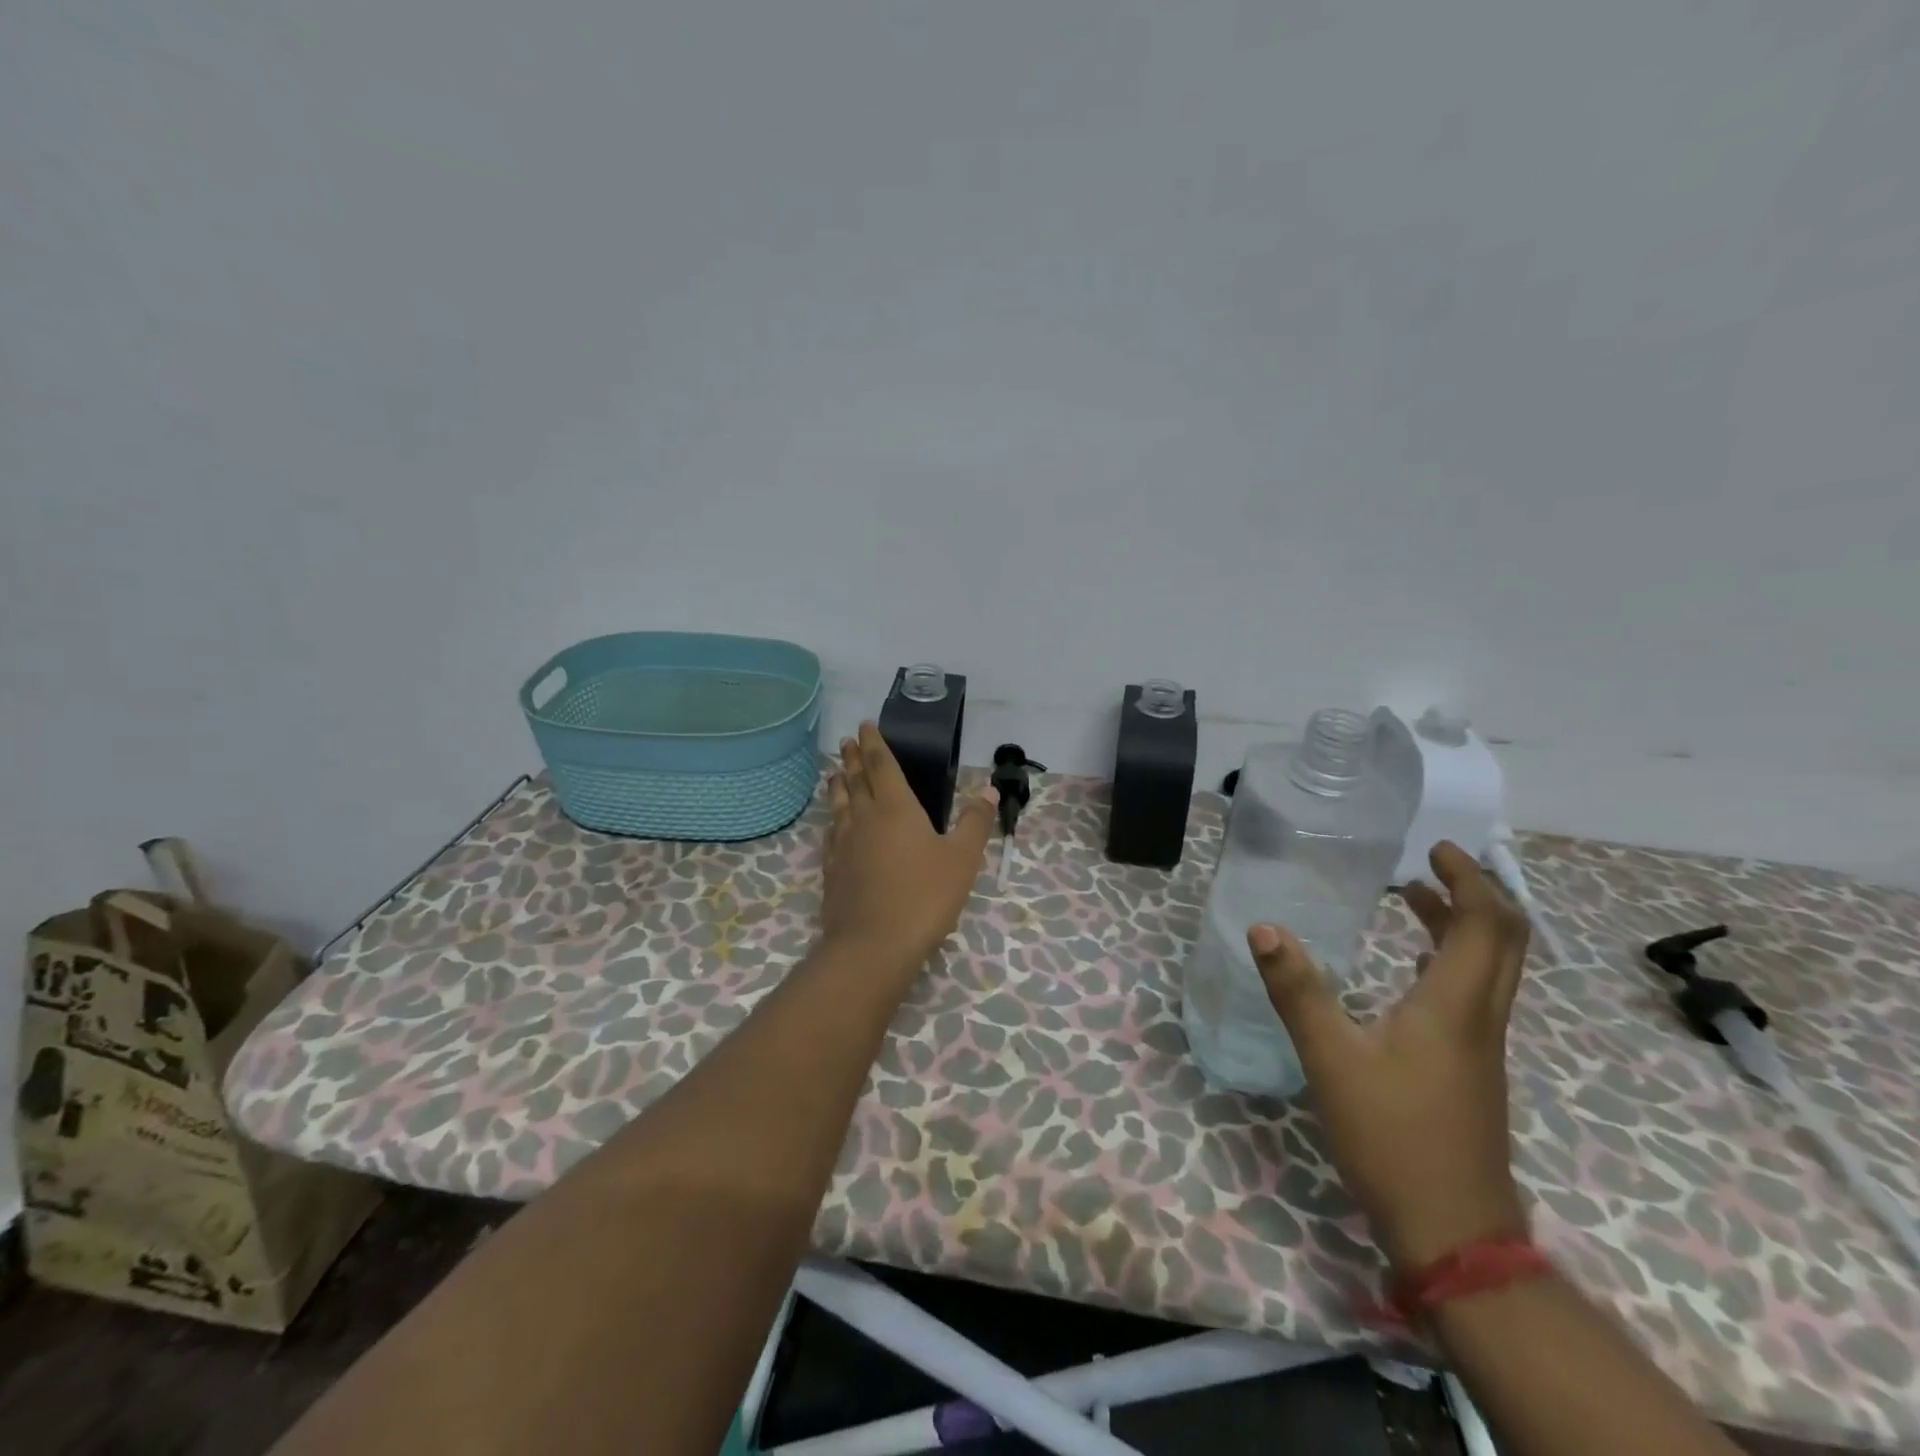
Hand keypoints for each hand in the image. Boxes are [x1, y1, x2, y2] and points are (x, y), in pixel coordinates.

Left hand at [820, 722, 997, 974]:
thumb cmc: (924, 896)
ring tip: (835, 772)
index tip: (865, 726)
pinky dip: (832, 820)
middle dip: (854, 758)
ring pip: (840, 804)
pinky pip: (831, 833)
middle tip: (848, 740)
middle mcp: (866, 818)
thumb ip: (974, 823)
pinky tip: (833, 825)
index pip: (883, 766)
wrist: (873, 944)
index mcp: (897, 808)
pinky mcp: (833, 869)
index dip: (875, 744)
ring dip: (839, 784)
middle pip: (857, 780)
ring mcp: (844, 844)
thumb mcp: (962, 859)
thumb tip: (989, 792)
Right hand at [1249, 841, 1530, 1271]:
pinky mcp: (1472, 1068)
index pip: (1486, 924)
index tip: (1435, 849)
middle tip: (1429, 864)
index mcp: (1455, 1005)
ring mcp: (1481, 1046)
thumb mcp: (1331, 1058)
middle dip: (1474, 893)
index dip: (1468, 879)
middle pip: (1504, 940)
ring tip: (1412, 899)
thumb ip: (1298, 990)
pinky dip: (1450, 959)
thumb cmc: (1392, 1137)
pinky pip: (1474, 993)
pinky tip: (1409, 966)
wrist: (1454, 1232)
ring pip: (1490, 967)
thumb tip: (1264, 928)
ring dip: (1461, 924)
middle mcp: (1480, 1017)